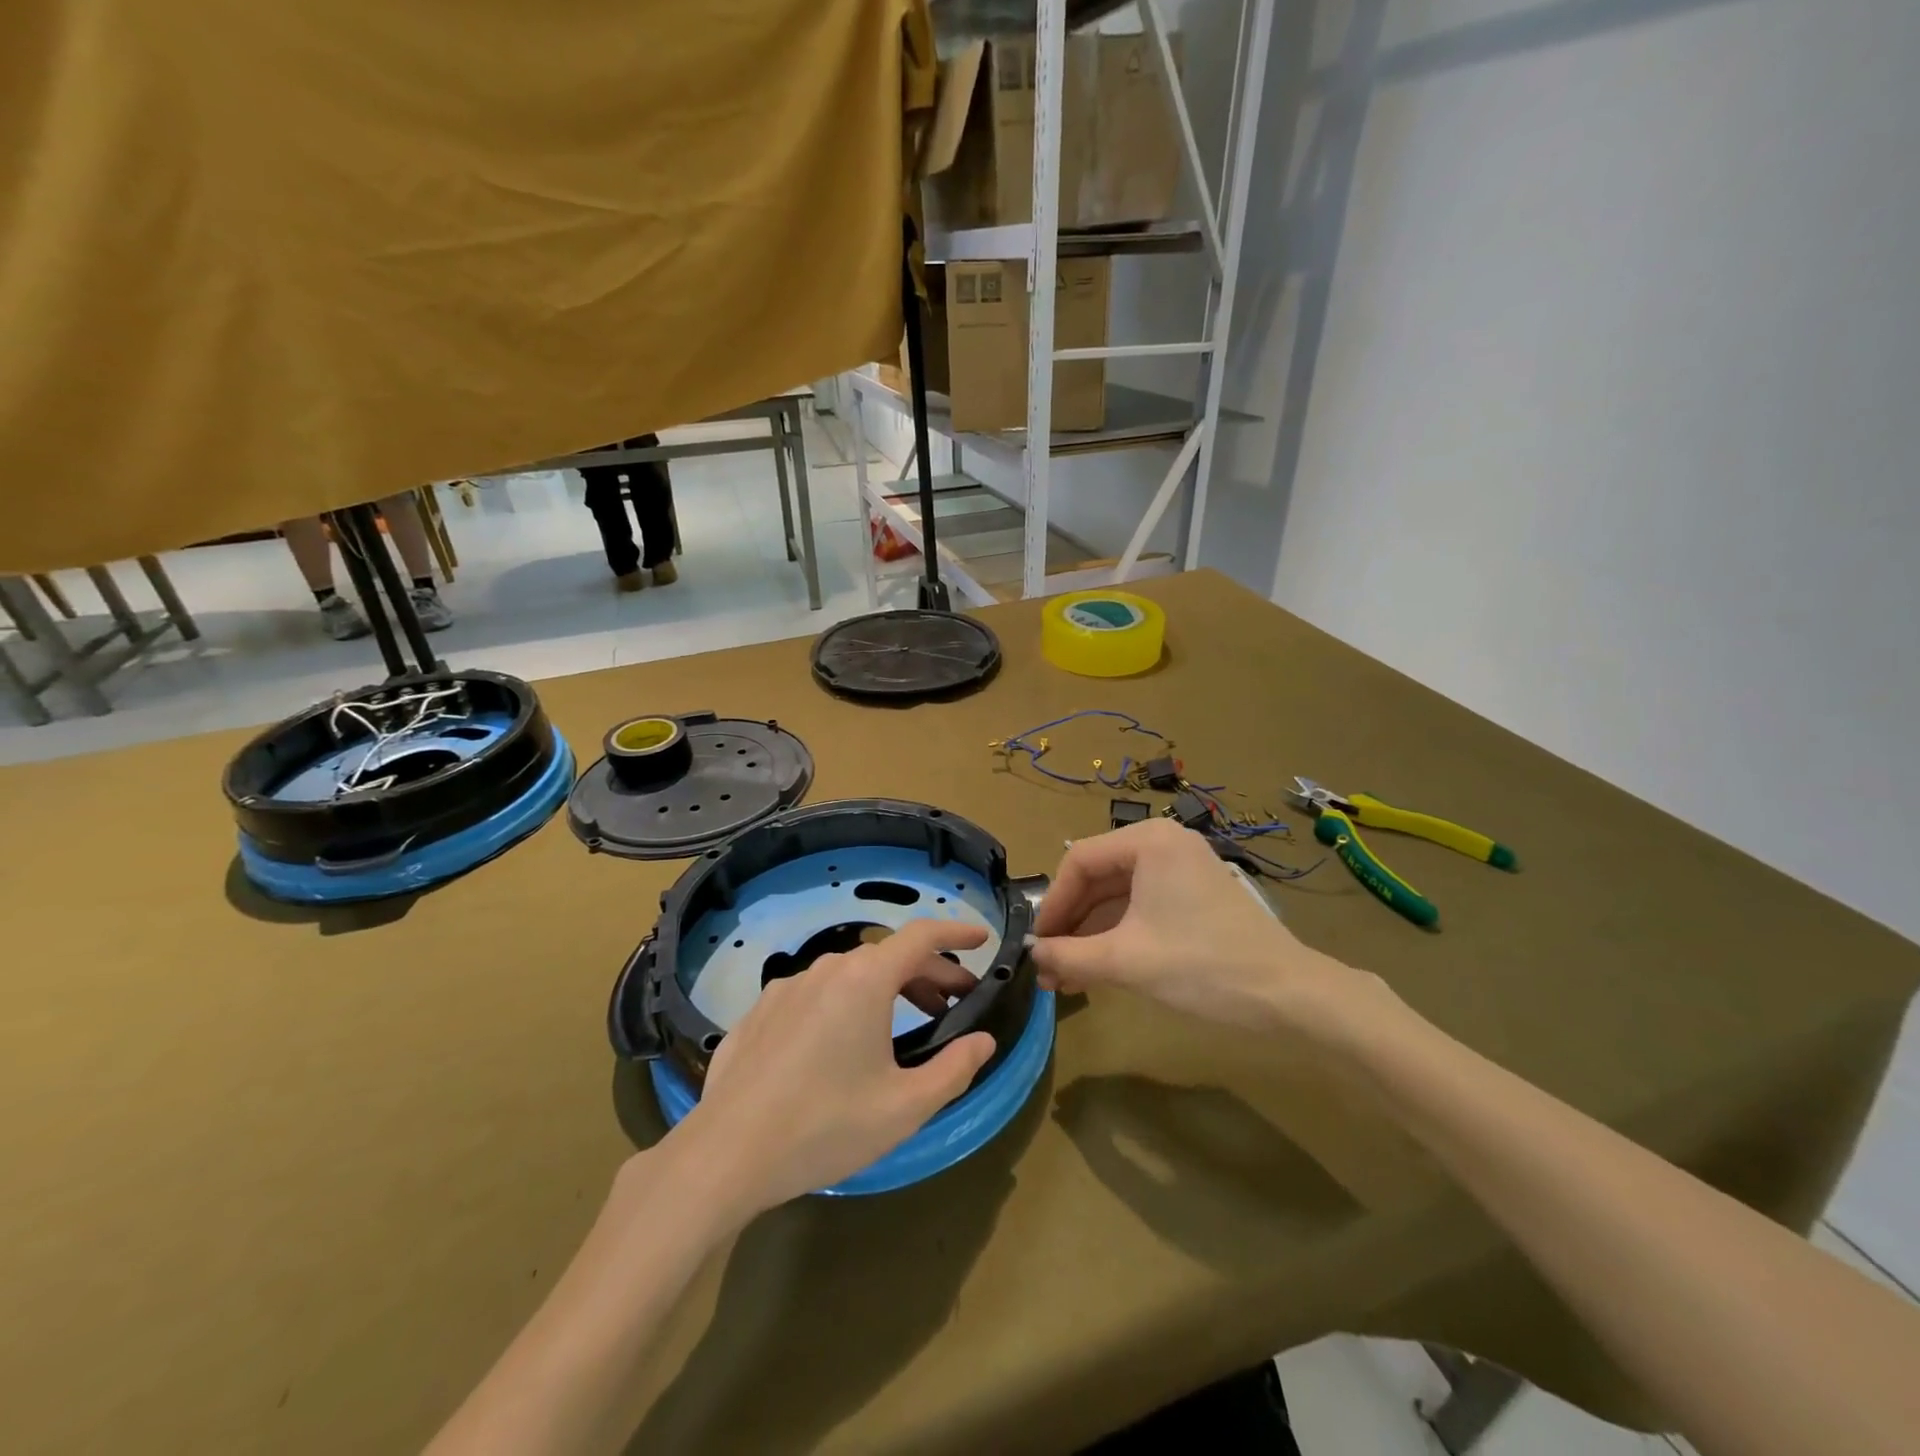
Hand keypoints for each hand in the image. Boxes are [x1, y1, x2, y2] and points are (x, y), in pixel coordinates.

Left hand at [673, 920, 996, 1216]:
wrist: (726, 1154)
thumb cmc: (826, 1126)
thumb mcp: (904, 1107)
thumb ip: (954, 1069)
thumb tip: (984, 1041)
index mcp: (866, 980)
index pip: (922, 936)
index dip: (956, 934)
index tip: (981, 940)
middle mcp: (827, 969)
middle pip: (889, 956)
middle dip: (928, 973)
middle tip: (953, 1002)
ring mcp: (787, 987)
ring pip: (851, 974)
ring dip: (888, 988)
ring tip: (905, 1024)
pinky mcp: (760, 1011)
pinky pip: (816, 994)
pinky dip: (846, 1002)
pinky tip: (842, 1044)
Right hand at [1032, 818, 1372, 1035]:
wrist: (1291, 996)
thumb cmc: (1203, 966)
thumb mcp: (1126, 961)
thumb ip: (1069, 956)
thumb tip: (1031, 957)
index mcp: (1148, 841)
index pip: (1079, 862)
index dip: (1052, 905)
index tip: (1035, 944)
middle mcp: (1163, 843)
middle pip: (1098, 878)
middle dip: (1071, 924)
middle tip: (1048, 966)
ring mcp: (1182, 869)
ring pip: (1118, 896)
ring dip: (1090, 934)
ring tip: (1066, 978)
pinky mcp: (1194, 895)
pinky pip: (1142, 907)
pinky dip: (1118, 936)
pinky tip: (1098, 969)